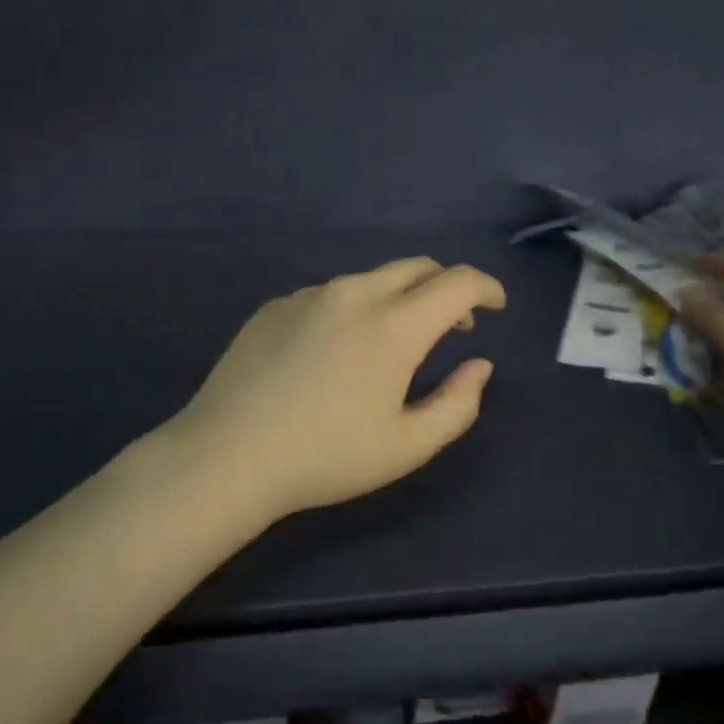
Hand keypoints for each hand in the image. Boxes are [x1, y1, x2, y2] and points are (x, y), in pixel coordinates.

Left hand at [173, 258, 506, 522]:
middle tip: (453, 325)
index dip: (486, 288)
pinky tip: (336, 352)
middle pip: (416, 267)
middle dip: (446, 287)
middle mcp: (354, 294)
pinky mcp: (275, 306)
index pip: (457, 283)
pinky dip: (354, 309)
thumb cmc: (327, 456)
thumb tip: (479, 366)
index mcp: (394, 325)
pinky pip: (330, 295)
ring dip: (398, 299)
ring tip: (393, 343)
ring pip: (371, 280)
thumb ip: (458, 403)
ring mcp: (309, 296)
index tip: (495, 306)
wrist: (228, 455)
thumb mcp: (408, 445)